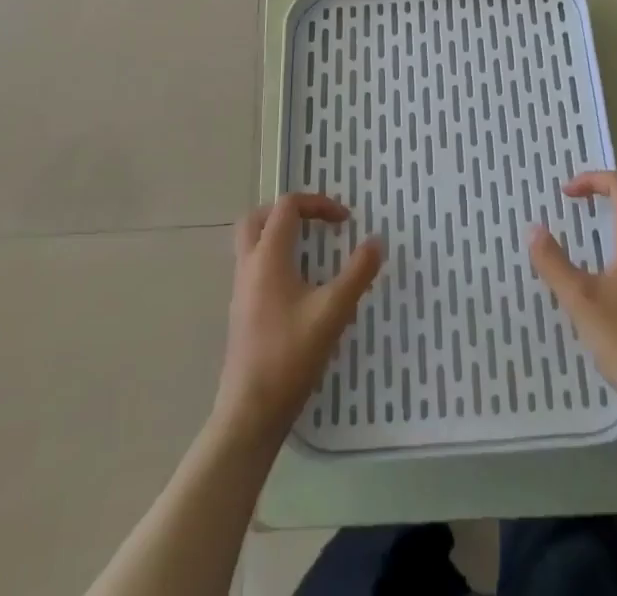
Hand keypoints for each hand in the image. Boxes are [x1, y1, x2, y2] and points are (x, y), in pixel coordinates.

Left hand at [215, 194, 382, 444]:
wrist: (249, 412)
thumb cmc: (290, 356)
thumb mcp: (333, 311)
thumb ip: (358, 273)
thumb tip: (376, 241)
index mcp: (268, 257)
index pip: (287, 206)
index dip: (317, 204)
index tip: (344, 222)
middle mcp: (249, 265)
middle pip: (260, 217)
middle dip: (290, 212)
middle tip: (317, 224)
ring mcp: (241, 289)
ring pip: (253, 242)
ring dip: (280, 235)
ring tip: (312, 251)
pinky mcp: (241, 311)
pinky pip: (255, 266)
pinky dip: (276, 259)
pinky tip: (300, 286)